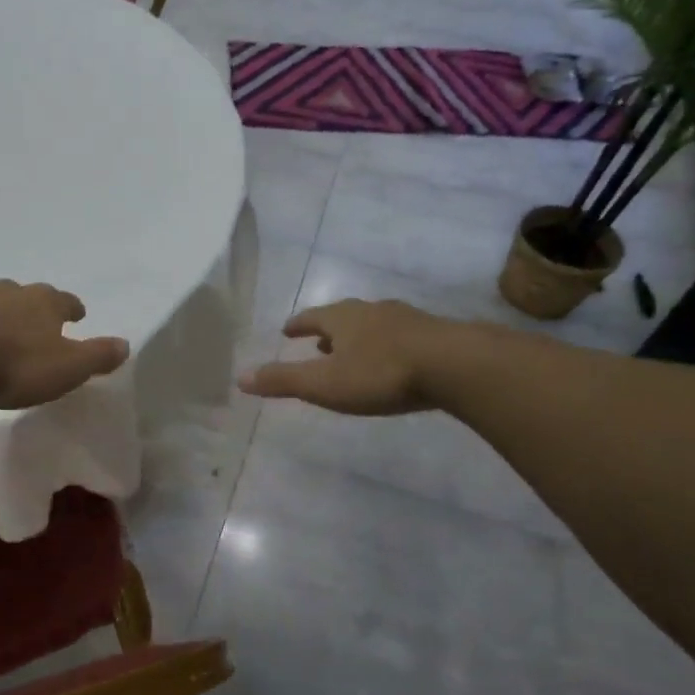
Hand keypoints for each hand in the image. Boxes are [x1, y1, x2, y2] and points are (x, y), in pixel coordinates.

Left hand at [0, 281, 129, 410]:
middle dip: (29, 307)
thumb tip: (126, 344)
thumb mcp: (66, 368)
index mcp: (39, 302)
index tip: (77, 313)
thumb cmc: (13, 365)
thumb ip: (96, 356)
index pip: (63, 300)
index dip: (71, 308)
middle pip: (21, 295)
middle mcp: (3, 293)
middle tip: (33, 321)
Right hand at [239, 299, 466, 415]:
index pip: (311, 317)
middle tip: (319, 342)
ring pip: (374, 324)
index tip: (287, 330)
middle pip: (343, 317)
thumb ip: (283, 380)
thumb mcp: (324, 383)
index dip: (298, 325)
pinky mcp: (435, 334)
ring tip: (354, 351)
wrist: (455, 365)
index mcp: (342, 318)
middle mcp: (372, 311)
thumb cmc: (380, 373)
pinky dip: (388, 345)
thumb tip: (240, 377)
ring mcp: (406, 319)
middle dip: (329, 329)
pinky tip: (394, 359)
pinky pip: (402, 335)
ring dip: (360, 336)